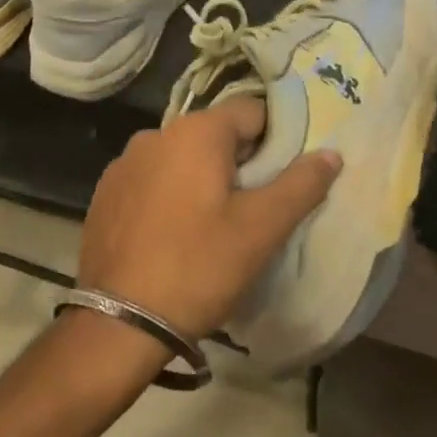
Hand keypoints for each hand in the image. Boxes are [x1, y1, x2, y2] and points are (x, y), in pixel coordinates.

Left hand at [78, 97, 341, 339]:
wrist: (119, 325)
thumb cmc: (199, 267)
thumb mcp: (261, 229)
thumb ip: (301, 185)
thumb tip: (331, 153)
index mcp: (195, 131)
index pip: (251, 111)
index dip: (277, 139)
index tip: (285, 176)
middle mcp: (155, 134)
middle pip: (215, 134)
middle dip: (240, 162)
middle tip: (256, 207)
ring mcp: (124, 164)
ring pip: (182, 158)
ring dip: (203, 179)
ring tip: (215, 225)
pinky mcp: (105, 194)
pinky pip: (152, 180)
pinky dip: (170, 195)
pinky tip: (175, 234)